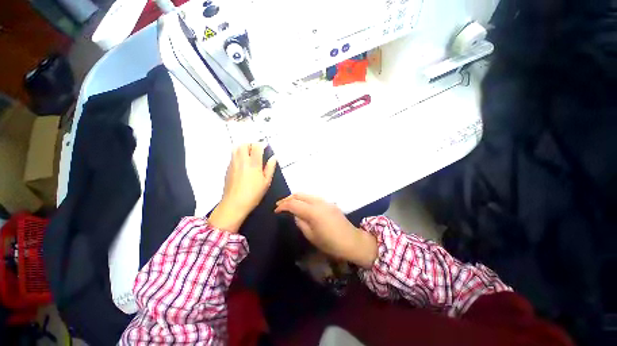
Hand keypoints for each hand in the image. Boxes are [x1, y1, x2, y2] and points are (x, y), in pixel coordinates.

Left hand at [209, 143, 276, 232]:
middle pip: (244, 144)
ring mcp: (233, 164)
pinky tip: (243, 163)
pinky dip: (238, 154)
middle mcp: (242, 161)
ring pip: (236, 148)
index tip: (266, 146)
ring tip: (250, 154)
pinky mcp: (228, 168)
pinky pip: (233, 156)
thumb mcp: (266, 182)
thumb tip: (273, 158)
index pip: (256, 147)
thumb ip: (270, 168)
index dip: (262, 144)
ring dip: (244, 147)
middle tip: (257, 149)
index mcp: (253, 164)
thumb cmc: (253, 194)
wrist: (234, 204)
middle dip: (251, 144)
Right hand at [275, 193, 377, 267]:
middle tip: (280, 205)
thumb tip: (295, 214)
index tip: (276, 211)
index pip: (293, 204)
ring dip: (296, 197)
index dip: (283, 206)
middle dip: (288, 198)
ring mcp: (325, 201)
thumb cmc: (331, 243)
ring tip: (289, 205)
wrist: (352, 241)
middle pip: (299, 194)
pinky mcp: (329, 203)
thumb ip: (301, 222)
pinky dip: (304, 199)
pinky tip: (302, 205)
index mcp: (313, 211)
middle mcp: (318, 202)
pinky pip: (313, 197)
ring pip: (306, 194)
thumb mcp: (311, 236)